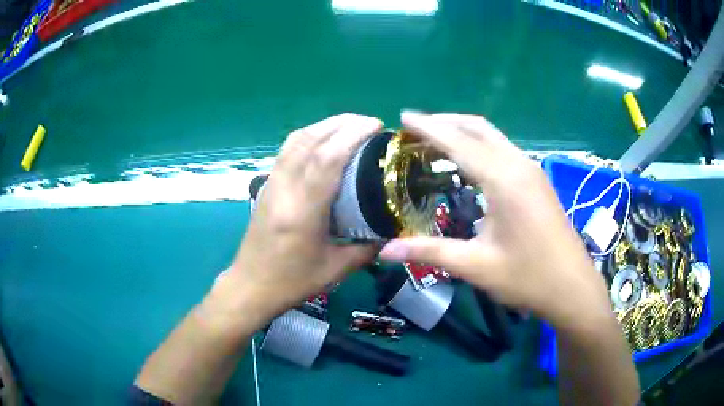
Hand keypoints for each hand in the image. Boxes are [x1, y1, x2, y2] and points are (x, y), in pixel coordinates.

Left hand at [215, 114, 381, 323]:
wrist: (250, 285)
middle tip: (368, 123)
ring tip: (349, 126)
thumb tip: (390, 234)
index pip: (327, 159)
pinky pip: (287, 150)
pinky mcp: (267, 186)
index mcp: (303, 211)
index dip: (353, 135)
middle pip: (310, 140)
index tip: (376, 126)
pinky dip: (308, 136)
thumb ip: (366, 249)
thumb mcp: (335, 270)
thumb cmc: (291, 281)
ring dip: (323, 125)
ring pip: (295, 140)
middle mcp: (284, 189)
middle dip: (341, 123)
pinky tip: (323, 141)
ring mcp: (271, 184)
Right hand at [379, 112, 611, 329]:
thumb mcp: (477, 267)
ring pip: (493, 137)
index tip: (404, 117)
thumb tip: (385, 251)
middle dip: (446, 122)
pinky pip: (503, 150)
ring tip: (436, 142)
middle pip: (478, 128)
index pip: (458, 142)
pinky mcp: (537, 180)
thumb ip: (431, 253)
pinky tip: (469, 164)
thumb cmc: (528, 277)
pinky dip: (480, 146)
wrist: (572, 286)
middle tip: (416, 128)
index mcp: (503, 180)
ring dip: (464, 132)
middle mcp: (518, 165)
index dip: (428, 128)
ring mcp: (531, 171)